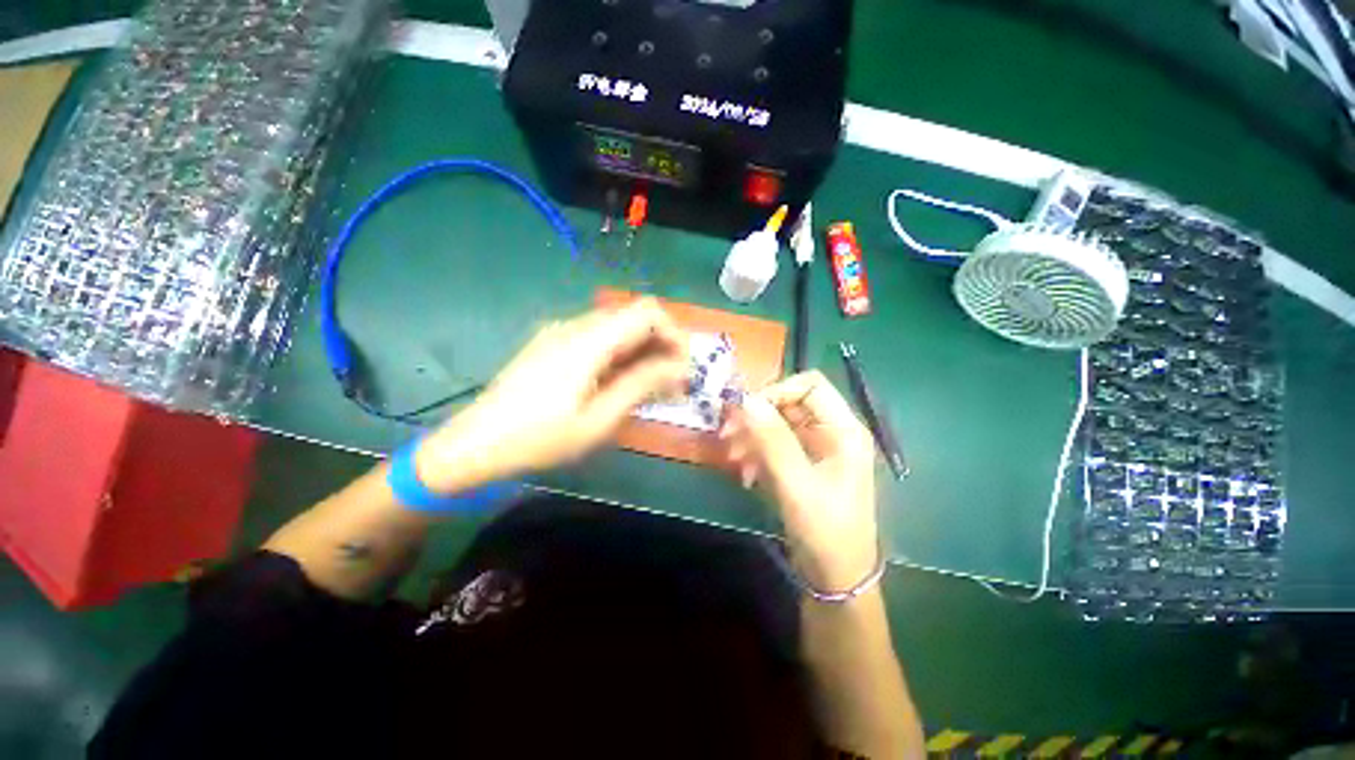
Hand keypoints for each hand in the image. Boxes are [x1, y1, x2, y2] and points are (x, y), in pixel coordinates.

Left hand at [415, 299, 687, 492]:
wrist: (474, 444)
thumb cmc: (540, 438)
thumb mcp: (599, 419)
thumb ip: (641, 385)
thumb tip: (679, 367)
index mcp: (588, 340)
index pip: (647, 311)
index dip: (673, 334)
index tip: (684, 367)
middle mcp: (575, 326)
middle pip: (633, 317)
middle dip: (660, 345)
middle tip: (672, 383)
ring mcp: (560, 333)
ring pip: (617, 328)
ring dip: (641, 351)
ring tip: (651, 387)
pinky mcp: (552, 344)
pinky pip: (598, 339)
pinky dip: (620, 355)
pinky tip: (620, 383)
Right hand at [720, 371, 879, 590]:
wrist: (836, 579)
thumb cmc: (825, 532)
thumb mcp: (796, 485)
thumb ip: (772, 440)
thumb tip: (745, 398)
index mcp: (843, 430)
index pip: (809, 385)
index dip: (776, 391)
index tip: (746, 411)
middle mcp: (831, 432)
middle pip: (789, 403)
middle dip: (756, 416)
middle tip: (726, 433)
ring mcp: (816, 448)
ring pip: (777, 423)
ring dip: (752, 435)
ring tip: (732, 457)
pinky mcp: (803, 464)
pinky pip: (775, 445)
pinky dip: (756, 453)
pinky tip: (744, 473)